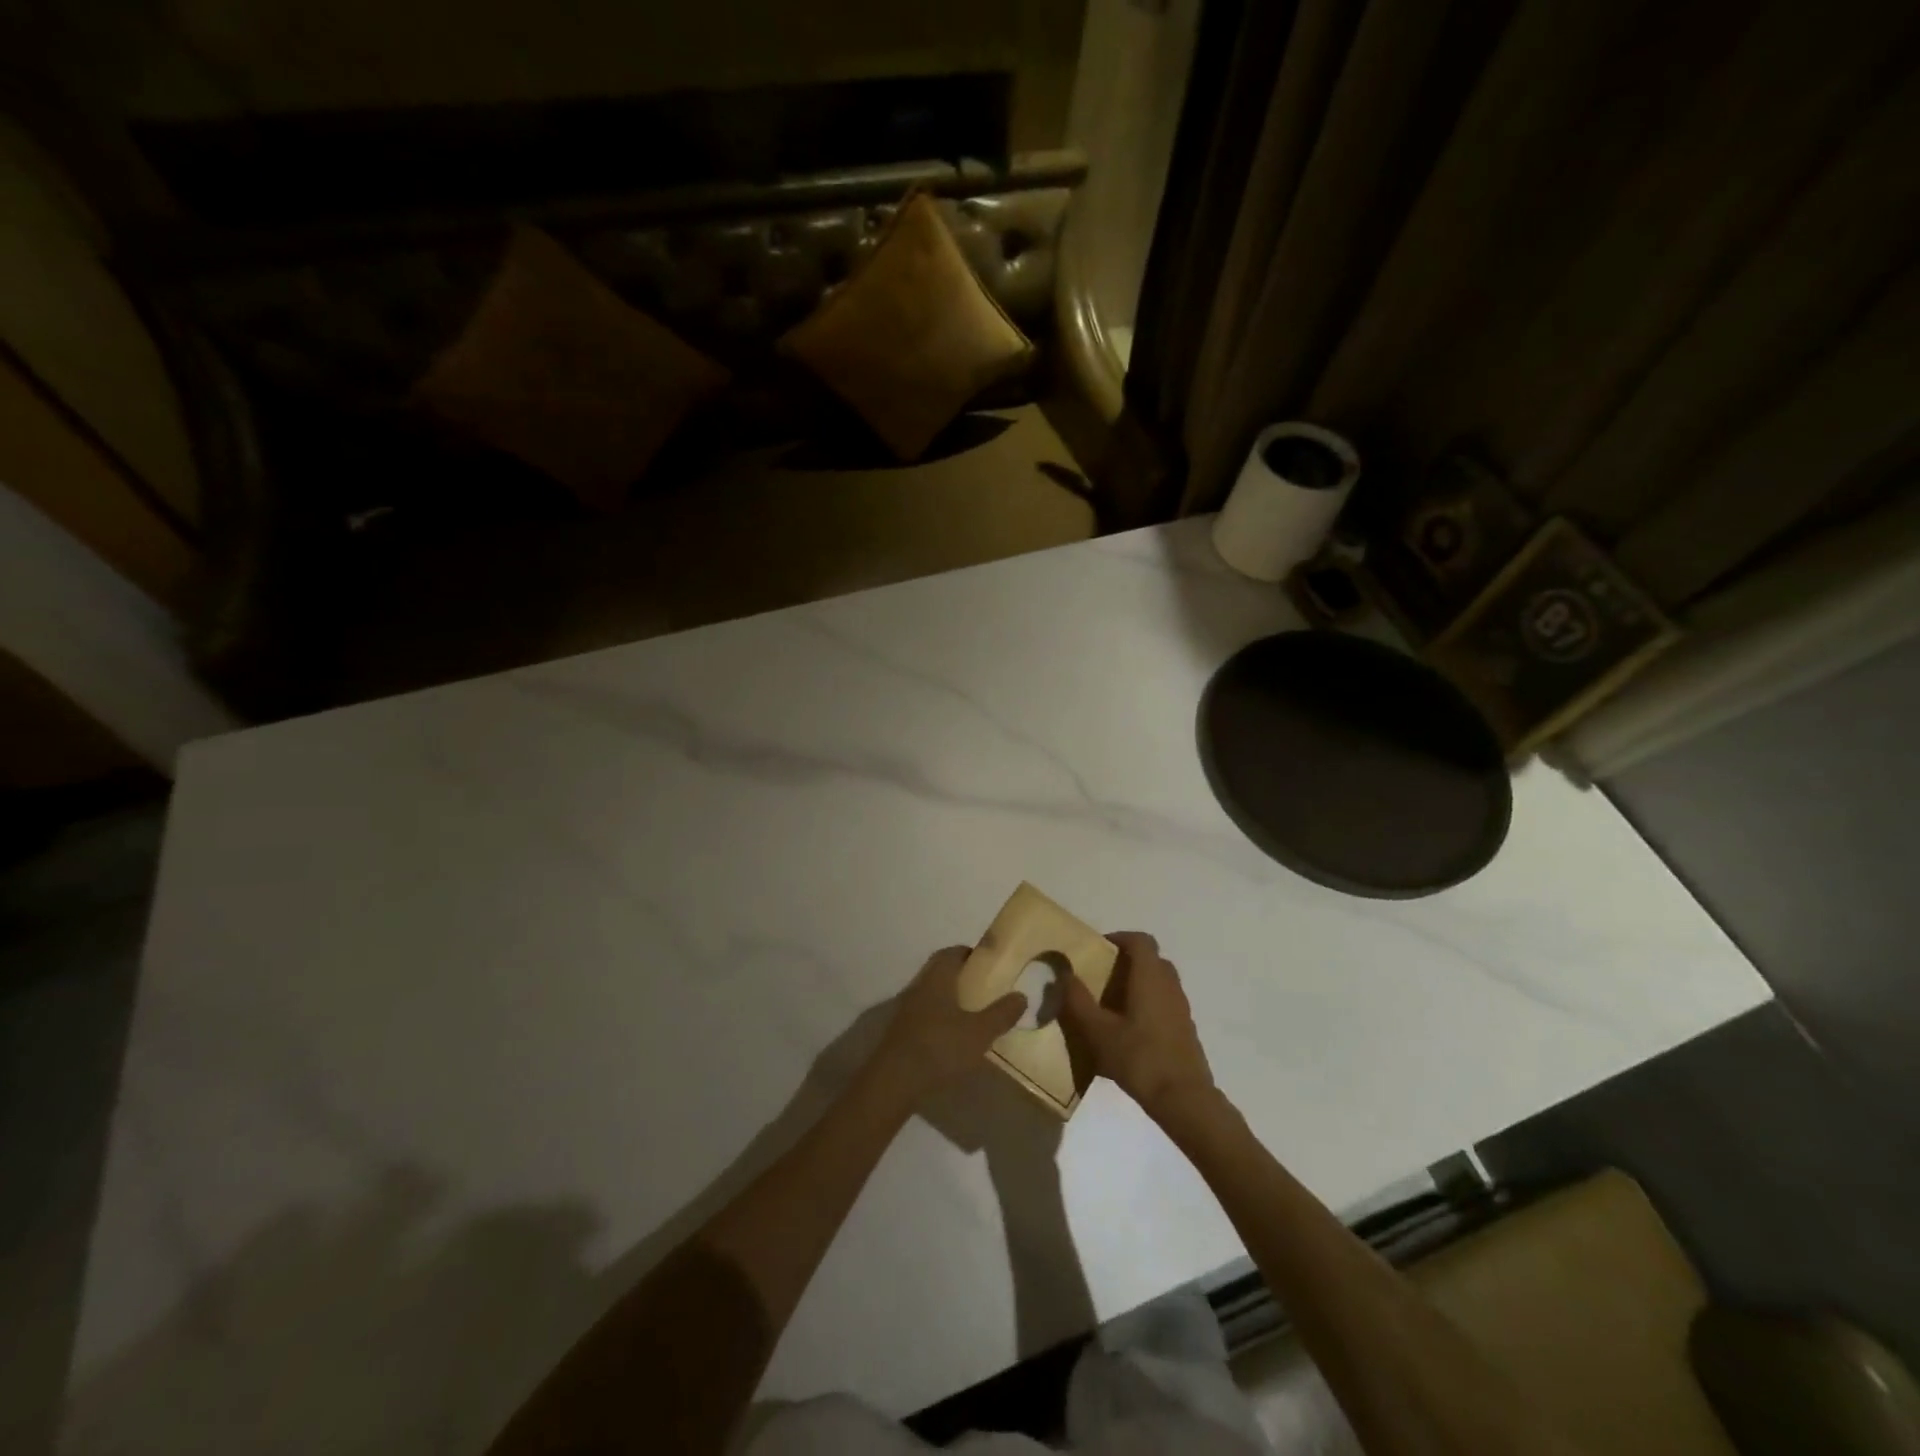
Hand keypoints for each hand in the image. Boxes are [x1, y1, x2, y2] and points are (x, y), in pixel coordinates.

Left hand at [866, 946, 1026, 1105]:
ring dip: (948, 995)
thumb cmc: (940, 1047)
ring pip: (930, 991)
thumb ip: (1002, 1013)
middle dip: (960, 973)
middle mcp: (919, 986)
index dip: (970, 954)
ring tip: (971, 1010)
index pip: (952, 953)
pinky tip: (951, 1034)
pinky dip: (938, 1015)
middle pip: (940, 970)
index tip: (988, 962)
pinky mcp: (901, 1030)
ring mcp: (907, 1008)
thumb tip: (1021, 995)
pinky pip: (923, 1012)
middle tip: (983, 985)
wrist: (895, 1080)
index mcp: (937, 978)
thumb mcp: (980, 1032)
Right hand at [1061, 931, 1216, 1122]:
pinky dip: (1146, 1004)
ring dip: (1136, 984)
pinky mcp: (1184, 1029)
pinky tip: (1127, 1031)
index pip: (1140, 940)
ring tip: (1110, 1005)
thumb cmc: (1139, 1058)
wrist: (1184, 1099)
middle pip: (1150, 959)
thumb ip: (1077, 1000)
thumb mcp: (1098, 1031)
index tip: (1098, 949)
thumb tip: (1064, 974)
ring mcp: (1180, 1007)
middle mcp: (1169, 985)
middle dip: (1126, 962)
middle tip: (1100, 976)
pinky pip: (1164, 1002)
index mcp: (1150, 977)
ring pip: (1158, 982)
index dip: (1119, 938)